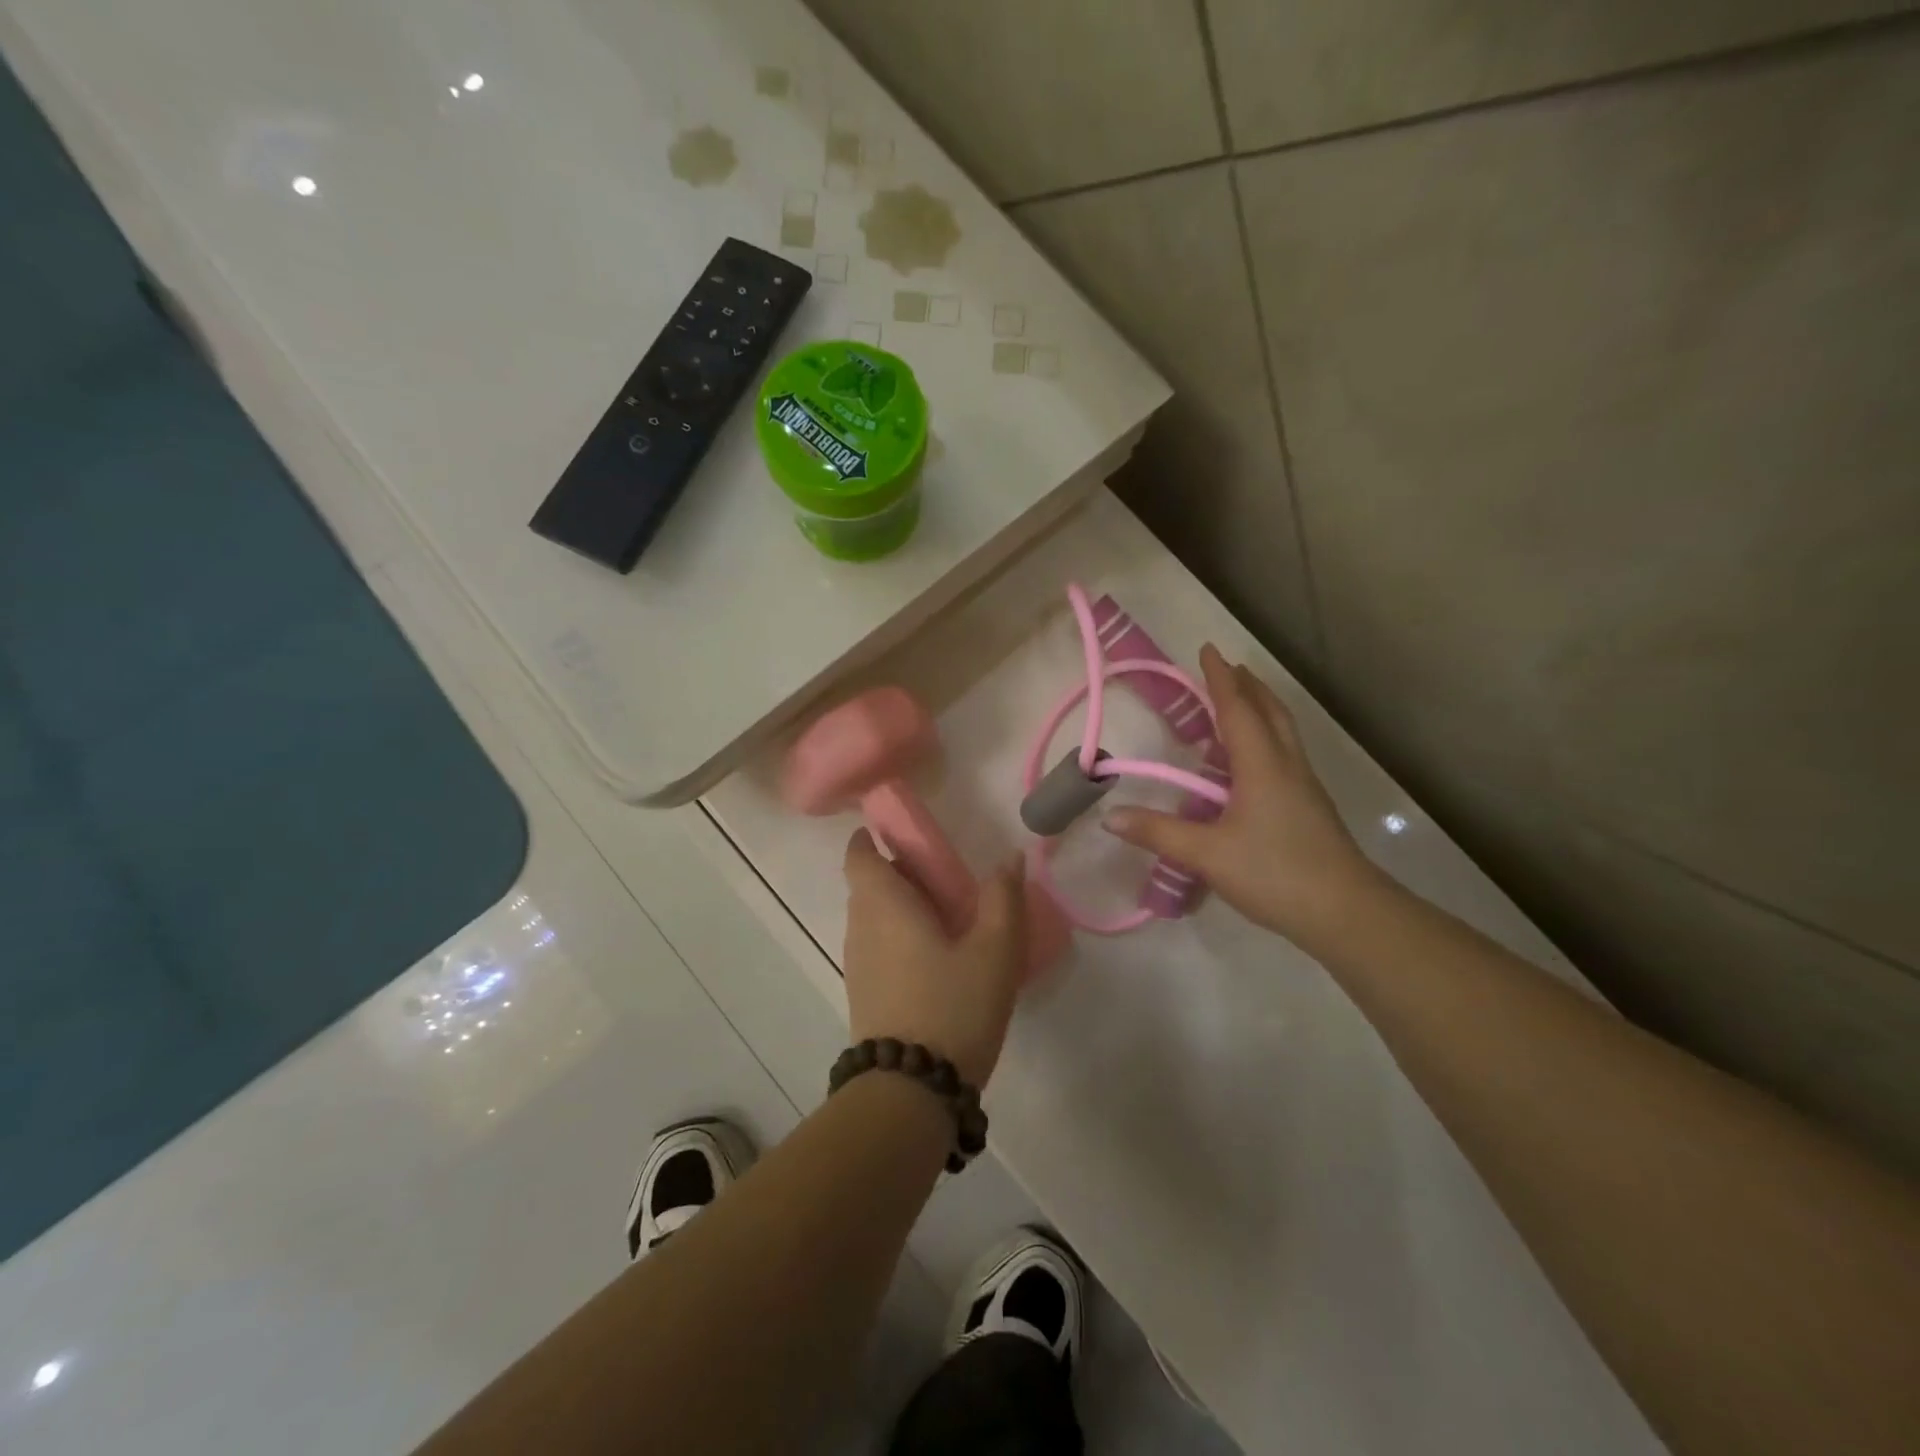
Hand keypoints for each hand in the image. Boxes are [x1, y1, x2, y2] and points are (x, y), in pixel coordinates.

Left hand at [841, 829, 1027, 1087]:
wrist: (911, 1091)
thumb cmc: (953, 1006)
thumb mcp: (995, 950)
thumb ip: (1003, 898)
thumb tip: (1010, 858)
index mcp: (883, 905)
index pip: (859, 855)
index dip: (872, 838)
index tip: (904, 835)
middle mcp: (860, 928)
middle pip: (868, 885)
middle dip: (899, 873)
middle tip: (944, 878)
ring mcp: (857, 965)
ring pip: (872, 919)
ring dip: (900, 909)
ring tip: (946, 918)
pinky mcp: (863, 995)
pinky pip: (875, 948)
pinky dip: (898, 938)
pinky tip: (935, 960)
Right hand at [1105, 644, 1379, 943]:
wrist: (1346, 912)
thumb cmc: (1274, 873)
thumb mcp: (1207, 855)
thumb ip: (1158, 833)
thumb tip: (1110, 816)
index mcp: (1262, 766)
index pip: (1238, 710)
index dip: (1220, 680)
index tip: (1208, 650)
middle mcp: (1286, 766)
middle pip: (1269, 712)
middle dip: (1247, 687)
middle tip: (1227, 670)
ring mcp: (1303, 787)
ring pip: (1283, 733)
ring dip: (1260, 710)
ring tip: (1239, 705)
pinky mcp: (1310, 808)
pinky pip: (1285, 756)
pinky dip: (1266, 739)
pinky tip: (1252, 763)